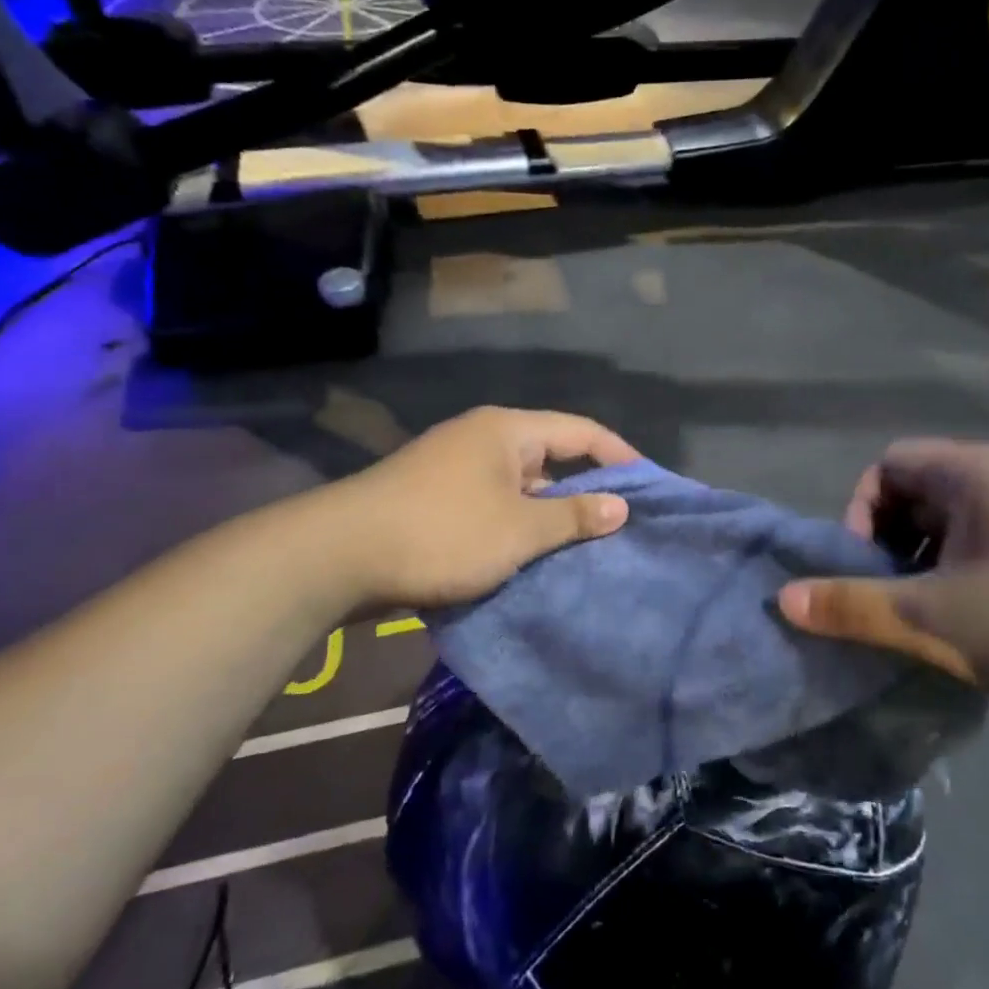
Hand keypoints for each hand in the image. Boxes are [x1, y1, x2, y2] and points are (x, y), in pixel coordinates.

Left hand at [329, 406, 638, 610]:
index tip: (649, 488)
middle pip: (550, 457)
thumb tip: (621, 506)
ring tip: (583, 550)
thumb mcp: (519, 529)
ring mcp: (454, 469)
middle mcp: (482, 439)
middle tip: (619, 527)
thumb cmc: (442, 533)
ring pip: (520, 488)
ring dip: (549, 516)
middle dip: (585, 492)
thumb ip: (573, 516)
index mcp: (507, 430)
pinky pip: (492, 507)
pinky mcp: (434, 500)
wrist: (339, 556)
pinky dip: (516, 528)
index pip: (580, 431)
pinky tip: (532, 558)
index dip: (619, 456)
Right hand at [778, 440, 988, 724]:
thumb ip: (852, 606)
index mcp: (978, 472)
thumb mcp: (935, 619)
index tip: (867, 572)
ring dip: (928, 567)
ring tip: (934, 622)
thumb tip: (782, 599)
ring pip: (956, 526)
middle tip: (896, 603)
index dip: (860, 515)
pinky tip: (980, 630)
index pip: (888, 465)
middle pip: (919, 493)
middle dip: (892, 546)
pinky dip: (966, 578)